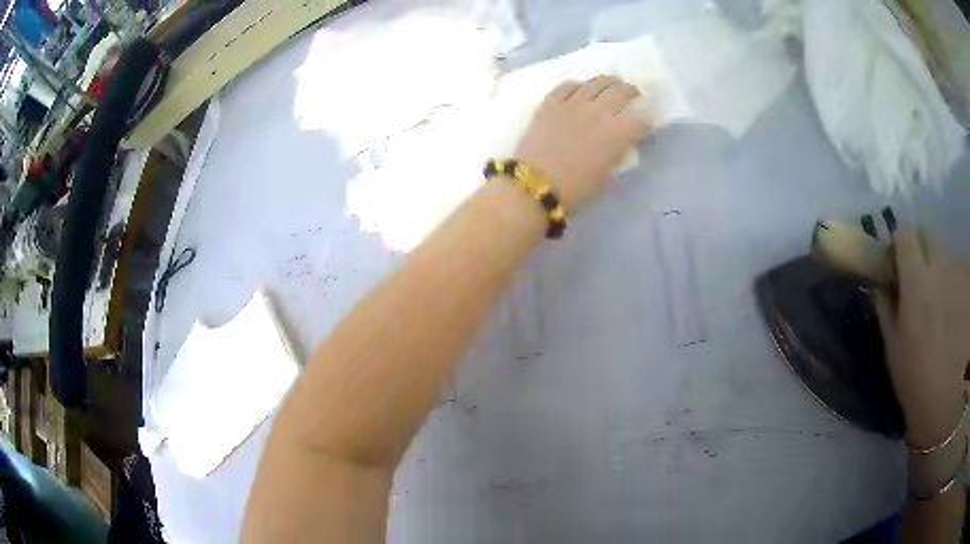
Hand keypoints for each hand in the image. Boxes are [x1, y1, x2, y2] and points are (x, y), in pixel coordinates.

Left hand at [514, 75, 651, 211]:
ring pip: (595, 83)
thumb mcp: (607, 175)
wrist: (535, 185)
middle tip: (633, 93)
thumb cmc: (576, 189)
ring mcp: (572, 103)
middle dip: (630, 91)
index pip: (640, 122)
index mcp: (617, 132)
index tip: (646, 126)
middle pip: (620, 92)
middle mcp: (598, 111)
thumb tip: (620, 144)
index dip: (646, 124)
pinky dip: (577, 85)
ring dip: (607, 82)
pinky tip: (580, 88)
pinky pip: (566, 86)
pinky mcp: (550, 103)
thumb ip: (616, 154)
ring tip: (611, 83)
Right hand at [875, 228, 969, 448]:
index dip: (899, 246)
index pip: (904, 235)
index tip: (897, 268)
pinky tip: (956, 318)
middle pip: (927, 236)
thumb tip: (882, 286)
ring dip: (941, 275)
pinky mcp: (969, 285)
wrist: (950, 405)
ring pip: (945, 259)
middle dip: (921, 251)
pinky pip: (959, 275)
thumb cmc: (918, 383)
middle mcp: (940, 268)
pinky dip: (955, 288)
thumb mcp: (894, 353)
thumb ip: (887, 311)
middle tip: (920, 283)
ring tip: (943, 312)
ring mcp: (958, 275)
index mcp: (916, 282)